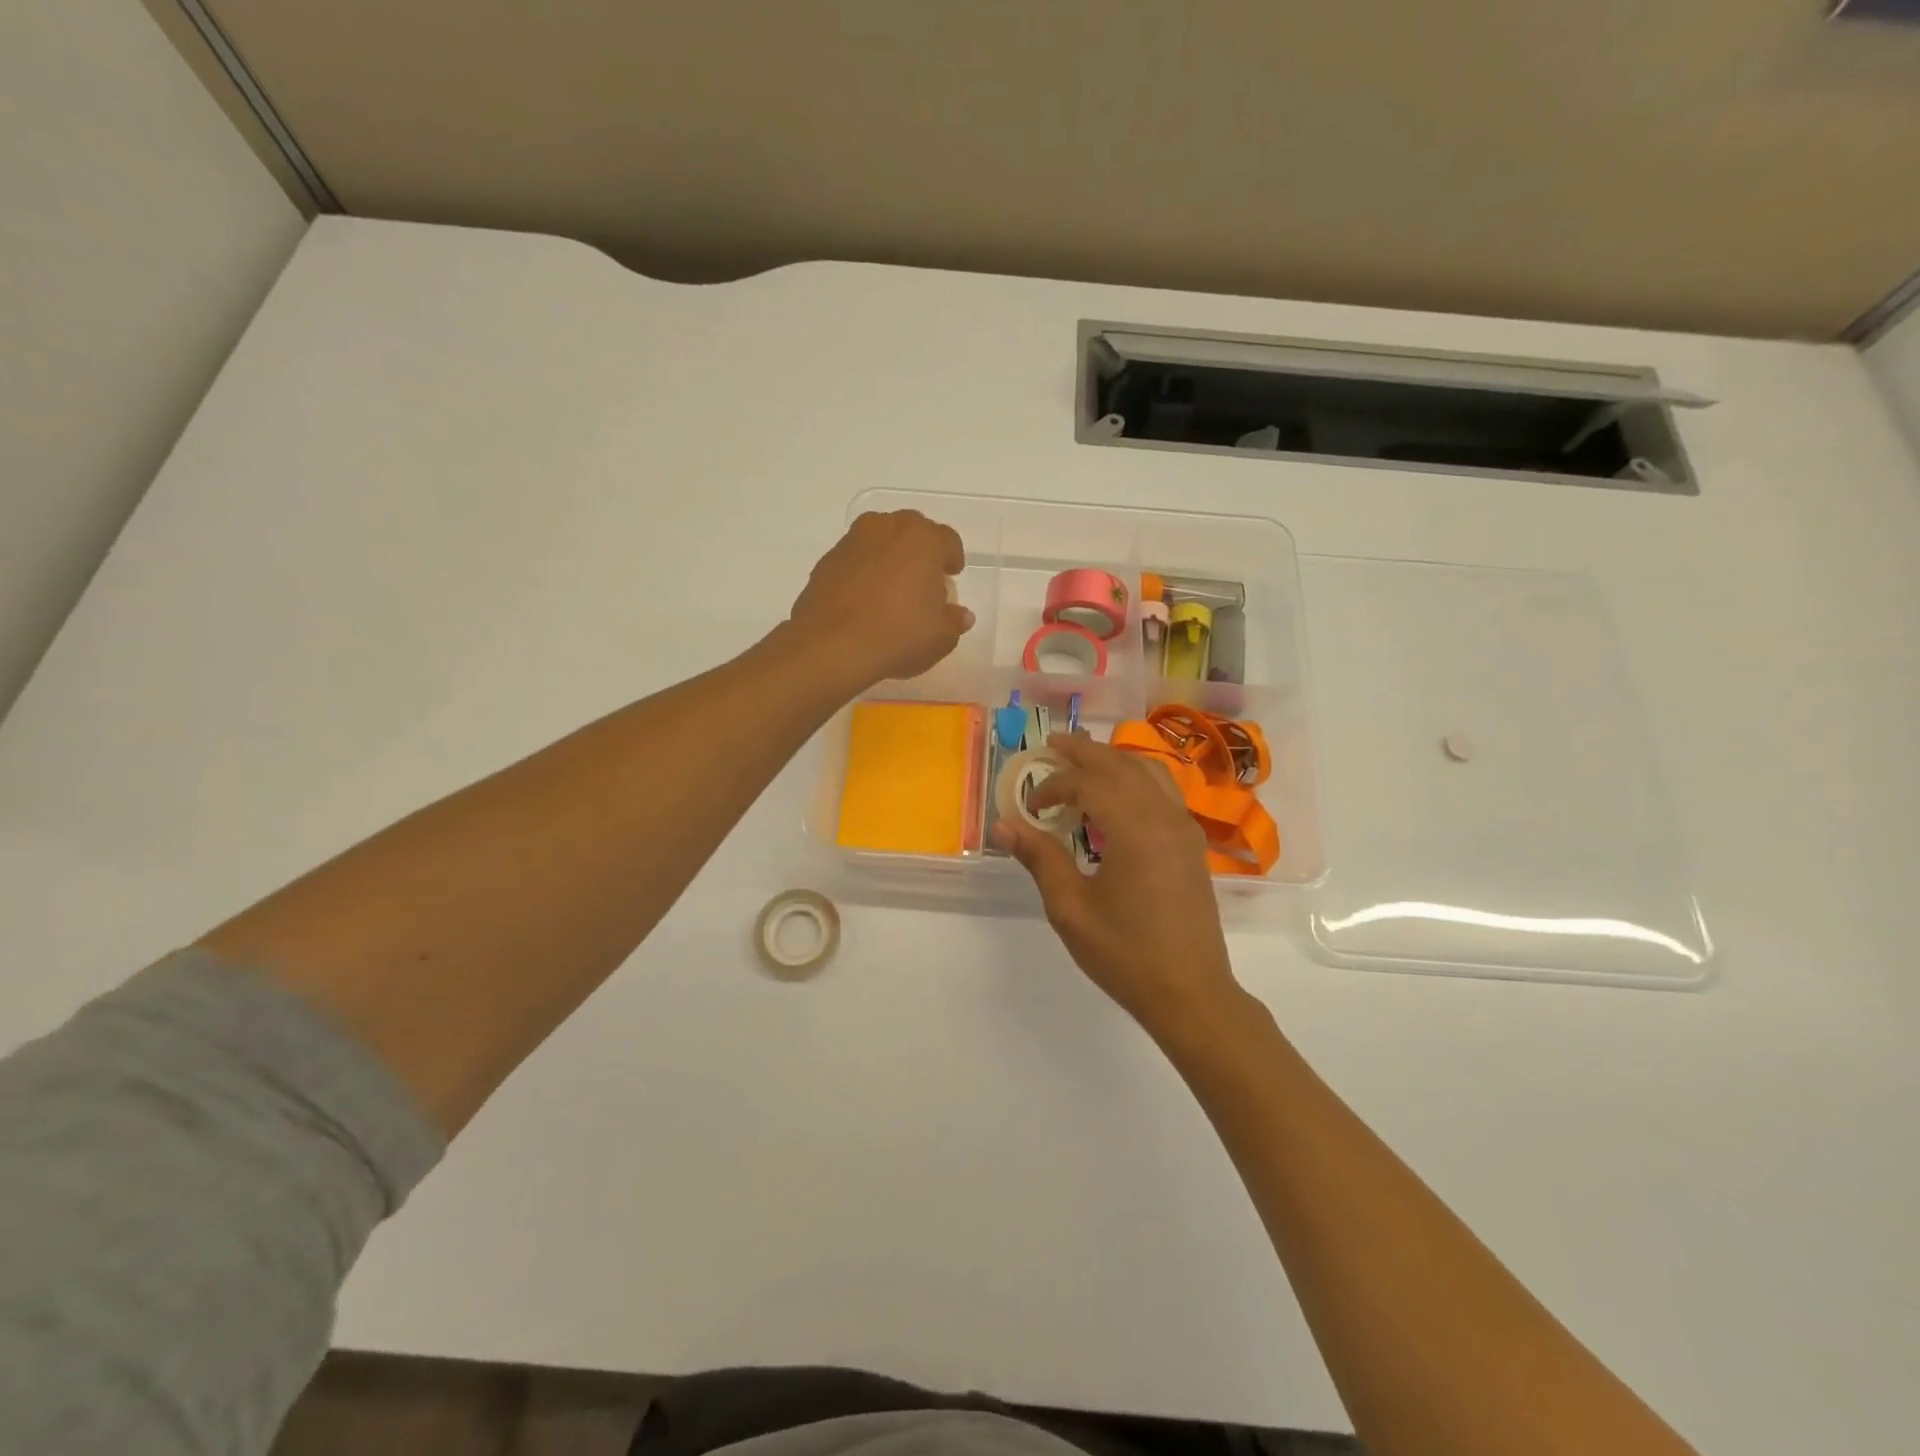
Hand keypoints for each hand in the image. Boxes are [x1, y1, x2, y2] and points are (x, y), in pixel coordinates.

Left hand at [789, 511, 973, 687]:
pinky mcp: (827, 560)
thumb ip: (954, 621)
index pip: (948, 540)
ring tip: (892, 589)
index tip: (951, 575)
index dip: (953, 558)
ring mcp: (853, 541)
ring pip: (880, 540)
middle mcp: (887, 528)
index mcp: (923, 539)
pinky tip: (864, 600)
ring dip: (890, 556)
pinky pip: (855, 559)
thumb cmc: (898, 636)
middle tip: (923, 580)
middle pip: (912, 531)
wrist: (831, 646)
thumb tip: (960, 615)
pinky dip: (863, 571)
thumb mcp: (940, 638)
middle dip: (921, 551)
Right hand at [995, 734, 1244, 1038]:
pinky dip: (1136, 777)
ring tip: (1084, 760)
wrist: (1191, 992)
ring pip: (1148, 771)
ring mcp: (1184, 828)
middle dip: (1084, 751)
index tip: (1030, 805)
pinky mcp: (1192, 843)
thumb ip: (1040, 859)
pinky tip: (1119, 793)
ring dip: (1113, 759)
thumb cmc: (1125, 954)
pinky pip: (1163, 790)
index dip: (1054, 786)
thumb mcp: (1071, 909)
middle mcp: (1164, 817)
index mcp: (1135, 830)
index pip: (1088, 783)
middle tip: (1052, 744)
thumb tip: (1004, 825)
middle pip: (1120, 764)